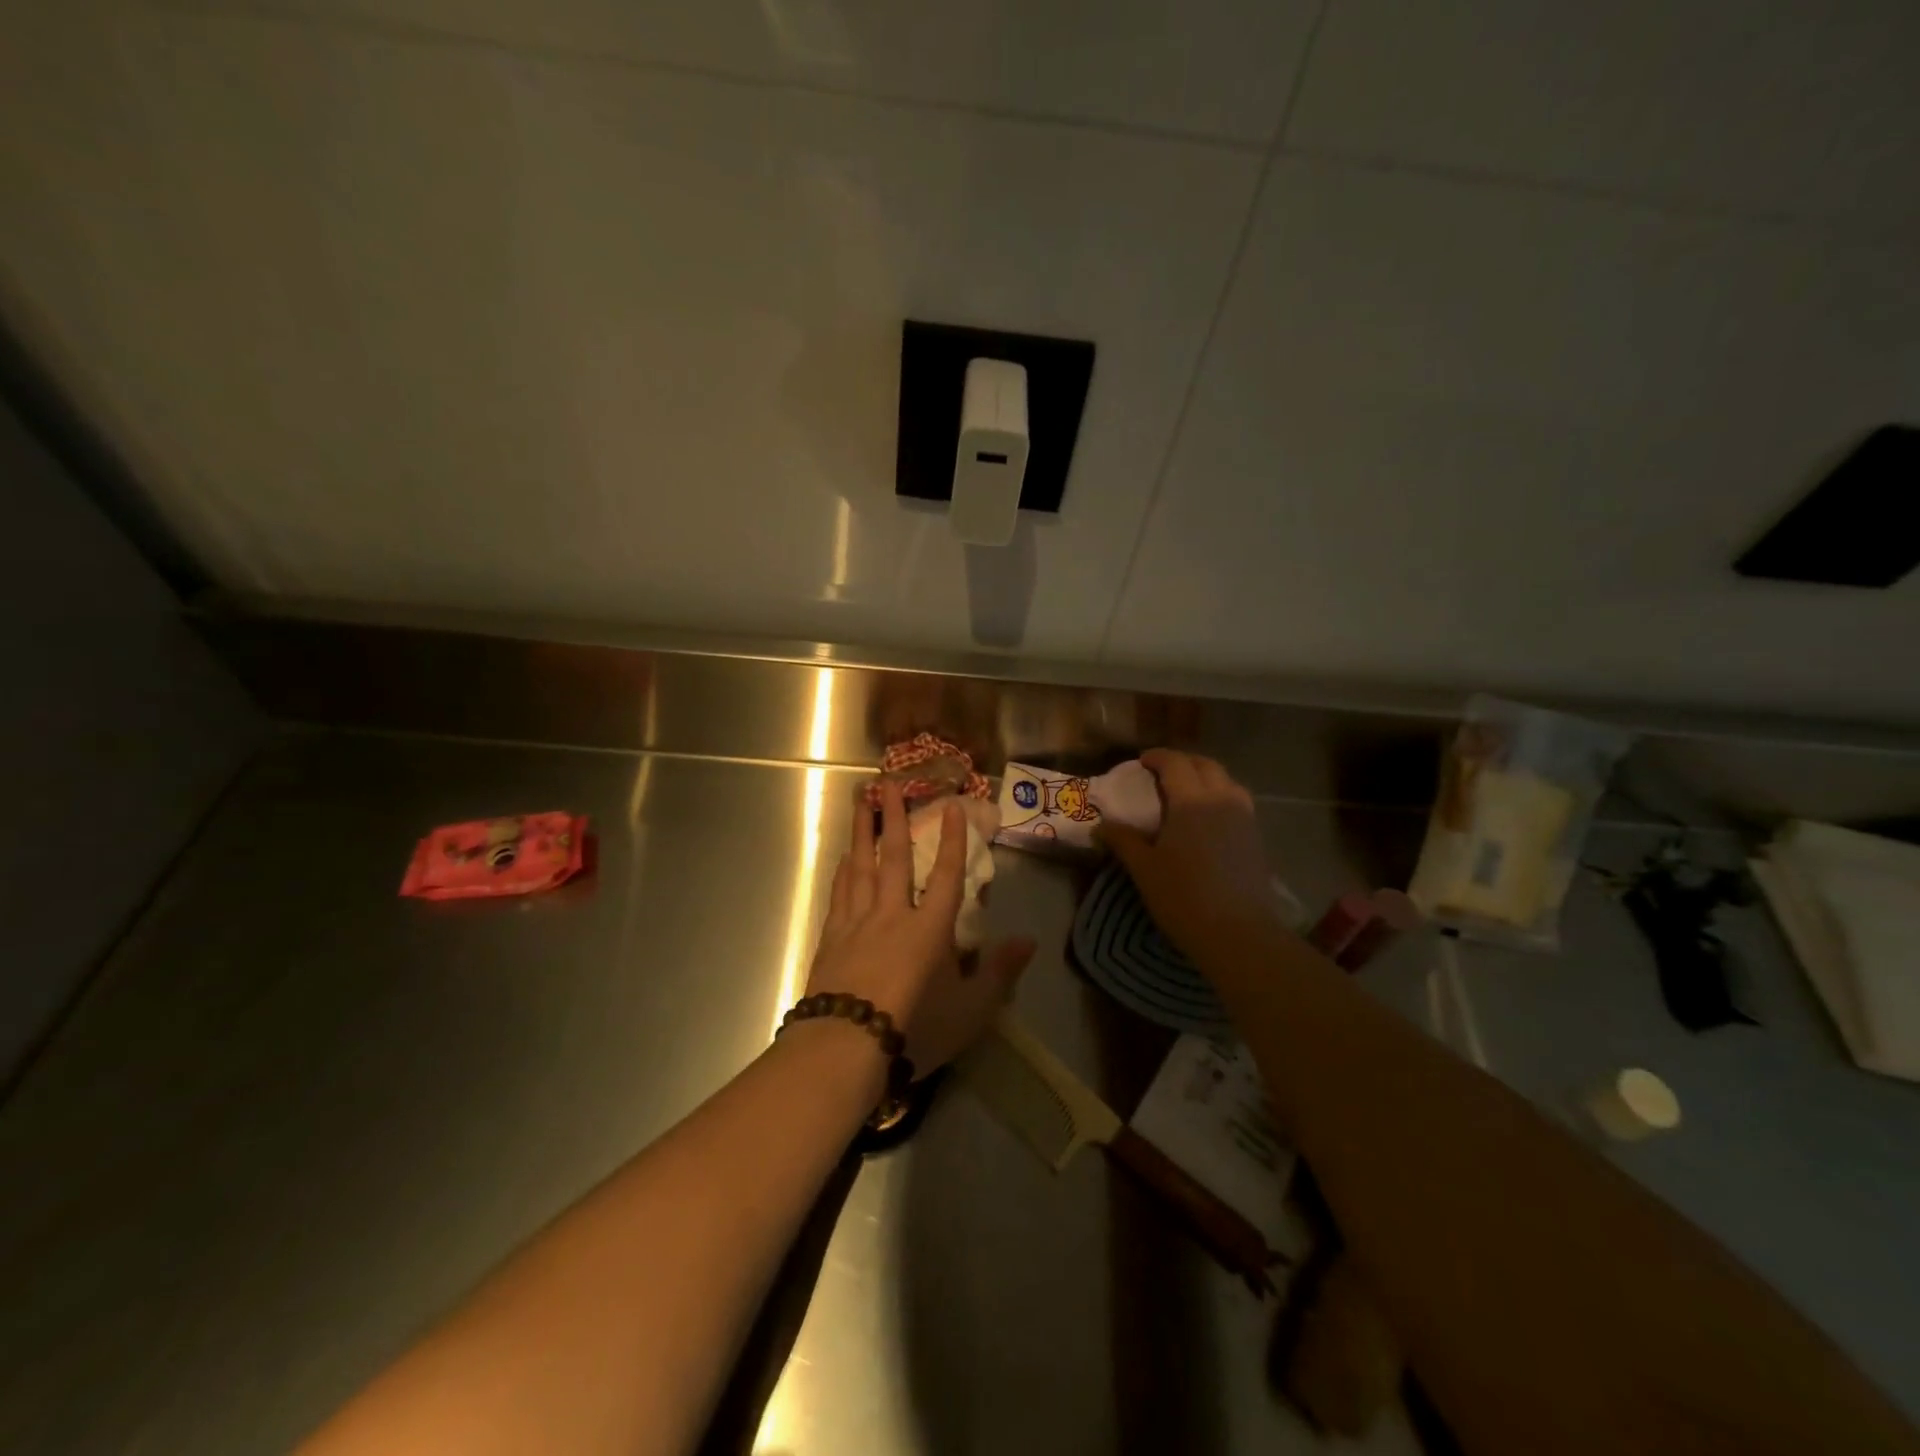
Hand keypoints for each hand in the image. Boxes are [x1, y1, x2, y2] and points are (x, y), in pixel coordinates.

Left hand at [806, 781, 1034, 1073]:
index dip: (952, 840)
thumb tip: (1029, 941)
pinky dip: (842, 871)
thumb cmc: (914, 1029)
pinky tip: (842, 858)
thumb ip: (1000, 973)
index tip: (952, 806)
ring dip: (861, 831)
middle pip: (893, 857)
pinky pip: (838, 894)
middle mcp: (892, 914)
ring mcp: (857, 923)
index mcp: (929, 929)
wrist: (845, 1046)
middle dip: (893, 817)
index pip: (945, 875)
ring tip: (859, 800)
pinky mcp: (830, 939)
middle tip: (887, 782)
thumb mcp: (971, 1010)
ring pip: (860, 866)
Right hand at [1100, 749, 1280, 962]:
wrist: (1239, 933)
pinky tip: (1208, 820)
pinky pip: (1238, 802)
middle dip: (1183, 762)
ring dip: (1205, 777)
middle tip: (1162, 773)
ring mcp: (1244, 818)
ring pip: (1227, 782)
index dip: (1157, 757)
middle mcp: (1222, 800)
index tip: (1141, 761)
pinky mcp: (1256, 838)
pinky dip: (1220, 797)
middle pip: (1205, 766)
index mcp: (1191, 801)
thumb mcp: (1144, 869)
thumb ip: (1123, 840)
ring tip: (1187, 792)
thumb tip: (1101, 825)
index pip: (1175, 763)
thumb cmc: (1183, 897)